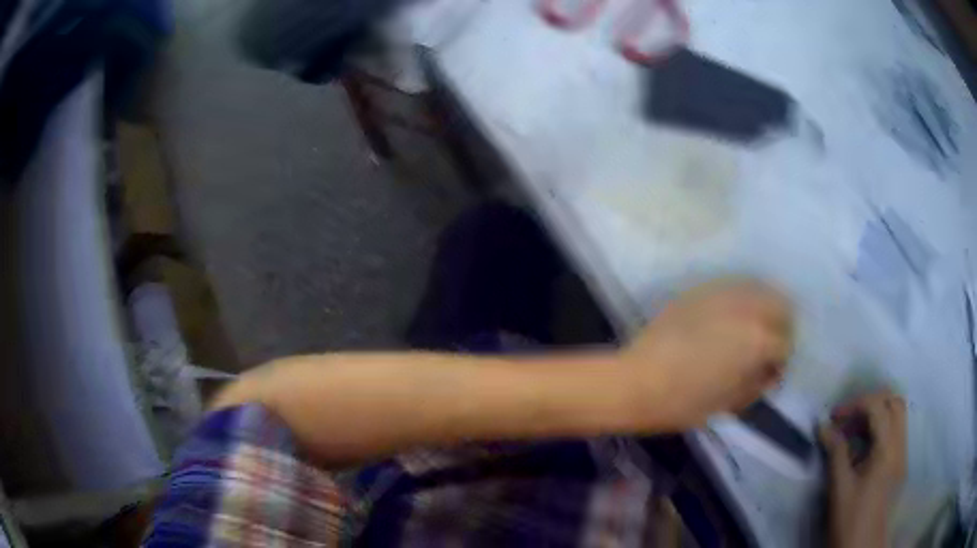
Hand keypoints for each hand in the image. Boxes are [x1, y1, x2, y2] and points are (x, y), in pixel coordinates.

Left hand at [621, 279, 791, 429]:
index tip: (771, 371)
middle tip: (766, 346)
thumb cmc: (685, 402)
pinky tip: (729, 318)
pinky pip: (733, 286)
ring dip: (762, 307)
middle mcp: (746, 308)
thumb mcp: (731, 402)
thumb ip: (759, 383)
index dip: (781, 360)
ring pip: (759, 288)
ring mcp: (722, 293)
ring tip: (750, 329)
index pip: (785, 342)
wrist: (637, 382)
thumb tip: (770, 372)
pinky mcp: (700, 289)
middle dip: (780, 326)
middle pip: (780, 305)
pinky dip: (740, 299)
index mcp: (758, 339)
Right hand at [820, 391, 905, 547]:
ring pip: (897, 415)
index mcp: (887, 449)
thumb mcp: (840, 488)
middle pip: (894, 402)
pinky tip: (862, 447)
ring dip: (876, 414)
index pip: (877, 406)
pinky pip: (894, 432)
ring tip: (853, 432)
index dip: (855, 404)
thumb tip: (823, 425)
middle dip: (870, 402)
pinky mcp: (899, 463)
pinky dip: (880, 429)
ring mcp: (902, 453)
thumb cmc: (850, 519)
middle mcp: (900, 444)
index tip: (833, 416)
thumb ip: (835, 452)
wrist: (863, 547)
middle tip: (847, 418)